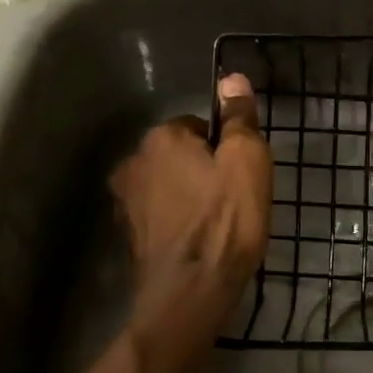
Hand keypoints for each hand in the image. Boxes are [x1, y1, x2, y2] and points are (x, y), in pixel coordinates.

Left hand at [109, 74, 271, 308]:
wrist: (190, 294)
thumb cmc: (225, 220)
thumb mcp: (247, 160)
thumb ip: (238, 117)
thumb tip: (231, 78)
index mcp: (160, 138)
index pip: (197, 126)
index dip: (224, 148)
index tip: (240, 175)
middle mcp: (133, 163)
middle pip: (179, 155)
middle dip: (203, 171)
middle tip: (233, 200)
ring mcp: (126, 202)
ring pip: (168, 186)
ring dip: (189, 197)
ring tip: (218, 226)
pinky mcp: (128, 237)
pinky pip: (160, 216)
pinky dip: (177, 223)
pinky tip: (199, 244)